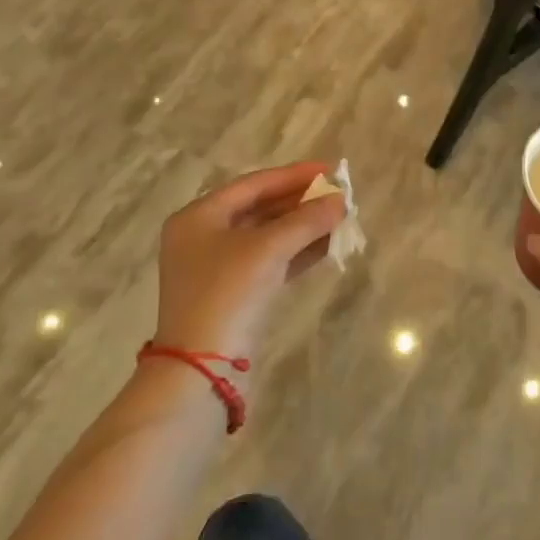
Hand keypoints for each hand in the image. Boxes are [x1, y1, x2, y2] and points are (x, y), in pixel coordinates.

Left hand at [152, 162, 345, 361]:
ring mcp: (217, 268)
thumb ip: (307, 220)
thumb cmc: (228, 293)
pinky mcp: (233, 294)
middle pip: (260, 208)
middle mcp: (204, 237)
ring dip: (303, 227)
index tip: (330, 170)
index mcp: (199, 217)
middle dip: (301, 202)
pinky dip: (296, 252)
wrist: (202, 370)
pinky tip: (327, 246)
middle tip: (338, 195)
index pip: (254, 184)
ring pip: (268, 236)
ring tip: (340, 219)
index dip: (294, 175)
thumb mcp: (269, 249)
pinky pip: (270, 261)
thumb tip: (340, 201)